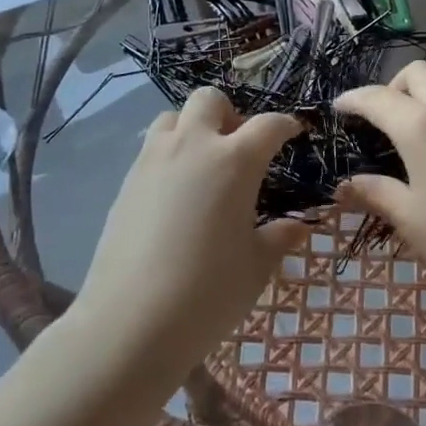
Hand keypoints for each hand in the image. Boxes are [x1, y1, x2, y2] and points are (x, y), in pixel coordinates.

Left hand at [72, 88, 306, 387]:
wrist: (129, 324)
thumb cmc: (208, 293)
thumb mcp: (256, 267)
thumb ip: (279, 237)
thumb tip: (299, 226)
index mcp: (235, 161)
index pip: (268, 125)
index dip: (286, 125)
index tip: (294, 132)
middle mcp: (193, 146)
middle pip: (210, 100)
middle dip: (229, 113)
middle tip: (238, 148)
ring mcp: (154, 161)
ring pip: (173, 117)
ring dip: (192, 129)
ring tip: (202, 166)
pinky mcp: (126, 182)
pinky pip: (151, 149)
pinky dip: (168, 155)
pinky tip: (175, 195)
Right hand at [334, 62, 425, 318]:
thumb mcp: (409, 218)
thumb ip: (374, 192)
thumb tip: (344, 185)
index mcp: (420, 125)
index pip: (377, 98)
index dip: (354, 100)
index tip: (340, 108)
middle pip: (415, 73)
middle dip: (393, 87)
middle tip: (384, 120)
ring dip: (424, 94)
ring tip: (418, 129)